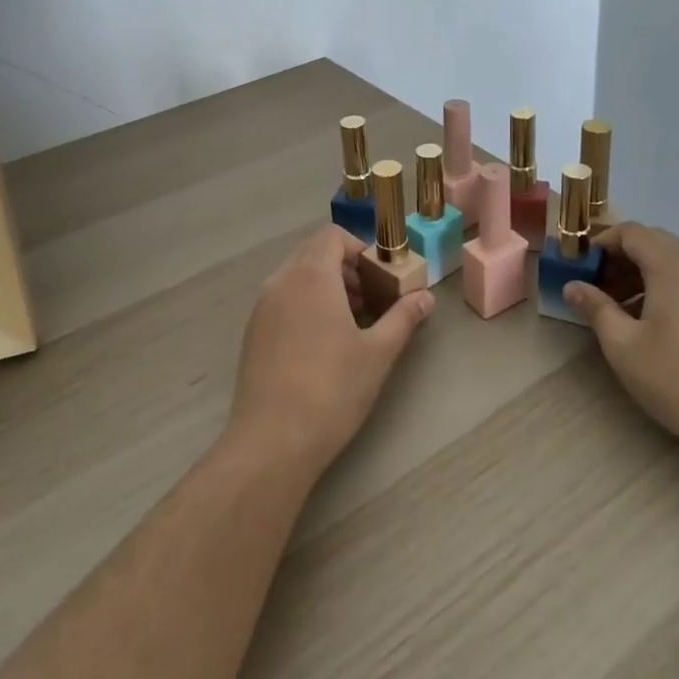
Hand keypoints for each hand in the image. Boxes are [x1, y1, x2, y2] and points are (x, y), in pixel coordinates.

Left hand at [227, 225, 433, 475]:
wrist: (272, 442)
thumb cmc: (331, 389)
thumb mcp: (378, 353)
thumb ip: (403, 317)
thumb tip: (426, 297)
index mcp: (311, 276)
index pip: (333, 236)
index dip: (360, 248)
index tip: (380, 276)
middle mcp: (281, 281)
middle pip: (314, 252)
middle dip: (345, 268)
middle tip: (371, 299)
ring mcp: (262, 307)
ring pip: (297, 277)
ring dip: (326, 286)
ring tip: (351, 323)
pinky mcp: (252, 333)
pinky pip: (283, 300)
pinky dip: (305, 304)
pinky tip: (323, 344)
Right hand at [563, 224, 678, 453]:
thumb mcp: (624, 346)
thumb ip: (596, 309)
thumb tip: (573, 286)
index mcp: (673, 266)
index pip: (631, 232)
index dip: (602, 243)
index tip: (581, 266)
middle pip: (655, 243)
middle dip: (622, 258)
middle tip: (597, 287)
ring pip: (675, 263)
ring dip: (644, 274)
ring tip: (621, 309)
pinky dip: (667, 288)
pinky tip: (655, 323)